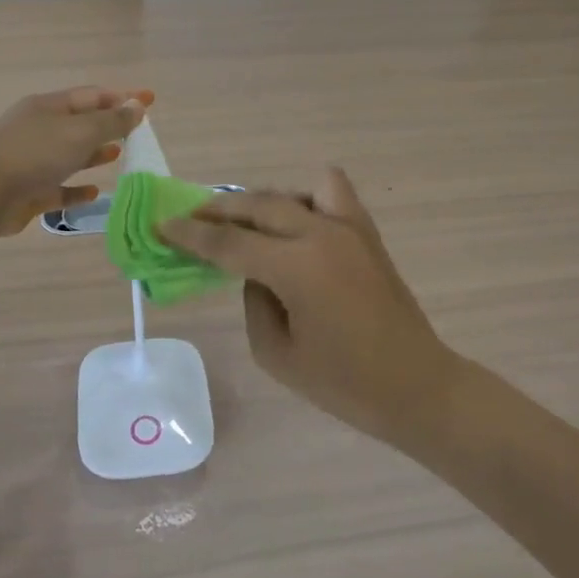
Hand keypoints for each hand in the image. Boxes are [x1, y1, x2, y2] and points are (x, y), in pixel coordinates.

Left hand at [0, 86, 151, 236]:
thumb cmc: (33, 154)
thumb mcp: (79, 131)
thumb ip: (111, 121)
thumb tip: (137, 106)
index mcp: (49, 107)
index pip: (93, 96)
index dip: (123, 97)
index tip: (150, 100)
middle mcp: (40, 130)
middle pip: (81, 124)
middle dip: (109, 125)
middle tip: (138, 133)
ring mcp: (33, 161)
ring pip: (70, 155)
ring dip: (95, 154)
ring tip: (119, 155)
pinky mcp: (29, 191)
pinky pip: (59, 188)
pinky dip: (77, 189)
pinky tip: (94, 192)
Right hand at [160, 168, 462, 445]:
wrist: (415, 386)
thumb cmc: (343, 383)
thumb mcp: (276, 353)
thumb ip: (254, 302)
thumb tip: (254, 272)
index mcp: (296, 267)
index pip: (229, 243)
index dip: (190, 235)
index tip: (162, 225)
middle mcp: (322, 234)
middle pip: (258, 206)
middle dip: (218, 211)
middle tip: (191, 219)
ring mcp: (349, 228)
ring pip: (293, 191)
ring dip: (261, 202)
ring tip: (244, 223)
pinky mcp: (367, 233)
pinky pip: (331, 193)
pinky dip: (304, 198)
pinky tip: (293, 223)